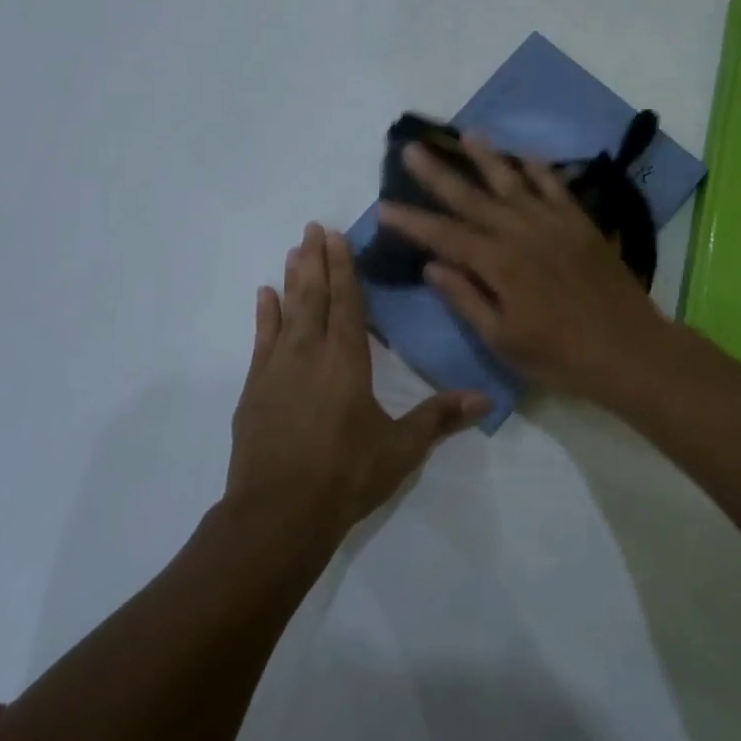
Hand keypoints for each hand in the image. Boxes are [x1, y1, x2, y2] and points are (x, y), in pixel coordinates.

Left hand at [228, 223, 487, 531]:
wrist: (278, 513)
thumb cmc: (347, 475)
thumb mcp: (401, 448)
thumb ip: (440, 418)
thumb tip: (486, 398)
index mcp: (347, 360)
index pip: (347, 302)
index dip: (343, 267)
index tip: (336, 235)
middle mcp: (309, 353)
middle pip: (314, 296)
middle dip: (315, 260)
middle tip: (313, 227)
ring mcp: (276, 369)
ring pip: (286, 310)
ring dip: (291, 278)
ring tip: (293, 249)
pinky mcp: (255, 389)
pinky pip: (260, 339)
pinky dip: (264, 314)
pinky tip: (263, 295)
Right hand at [377, 134, 670, 401]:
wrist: (630, 350)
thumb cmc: (561, 357)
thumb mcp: (504, 340)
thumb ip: (467, 299)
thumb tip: (432, 266)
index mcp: (500, 265)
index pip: (445, 236)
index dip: (413, 222)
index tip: (384, 206)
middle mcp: (523, 234)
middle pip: (473, 199)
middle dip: (439, 175)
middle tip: (412, 149)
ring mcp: (556, 225)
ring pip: (514, 183)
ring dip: (488, 158)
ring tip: (466, 134)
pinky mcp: (582, 226)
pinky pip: (557, 189)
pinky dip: (540, 170)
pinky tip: (527, 156)